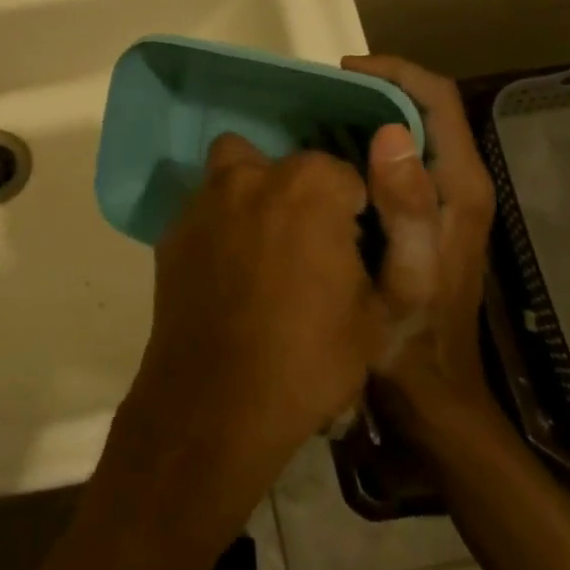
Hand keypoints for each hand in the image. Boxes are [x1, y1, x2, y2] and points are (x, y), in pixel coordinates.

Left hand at [115, 134, 391, 511]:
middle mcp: (249, 178)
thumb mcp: (381, 310)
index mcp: (308, 187)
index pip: (342, 176)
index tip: (351, 252)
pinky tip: (225, 275)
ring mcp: (202, 203)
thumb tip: (381, 176)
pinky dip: (218, 229)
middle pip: (283, 167)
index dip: (353, 214)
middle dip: (300, 196)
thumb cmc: (310, 357)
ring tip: (262, 251)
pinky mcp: (171, 233)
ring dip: (251, 197)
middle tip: (304, 248)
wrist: (217, 401)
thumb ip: (399, 235)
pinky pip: (203, 214)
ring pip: (232, 175)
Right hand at [341, 56, 500, 439]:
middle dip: (375, 89)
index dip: (394, 73)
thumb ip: (406, 208)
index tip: (341, 71)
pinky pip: (398, 162)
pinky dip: (364, 147)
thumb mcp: (405, 277)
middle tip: (316, 97)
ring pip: (410, 134)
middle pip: (424, 110)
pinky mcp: (426, 217)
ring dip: (367, 116)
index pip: (437, 100)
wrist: (431, 393)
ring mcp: (444, 202)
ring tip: (314, 119)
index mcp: (459, 188)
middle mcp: (459, 185)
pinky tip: (327, 162)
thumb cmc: (412, 340)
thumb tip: (388, 134)